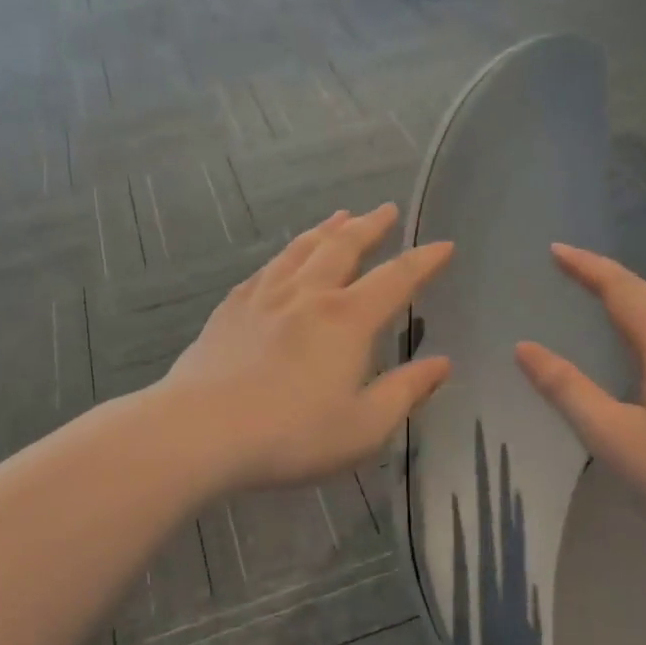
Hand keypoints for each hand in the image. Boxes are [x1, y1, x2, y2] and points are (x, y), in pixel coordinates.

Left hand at [161, 206, 453, 490]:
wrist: (201, 431)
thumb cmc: (292, 435)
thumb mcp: (364, 427)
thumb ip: (405, 392)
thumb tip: (442, 364)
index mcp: (346, 319)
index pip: (396, 279)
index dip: (424, 261)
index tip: (444, 245)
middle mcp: (307, 295)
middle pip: (344, 247)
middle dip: (370, 226)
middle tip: (385, 209)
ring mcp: (264, 297)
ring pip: (301, 249)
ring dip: (326, 230)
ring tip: (339, 216)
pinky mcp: (230, 308)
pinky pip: (265, 269)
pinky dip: (284, 255)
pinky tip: (282, 258)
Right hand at [515, 245, 645, 545]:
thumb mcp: (612, 435)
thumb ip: (567, 390)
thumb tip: (525, 348)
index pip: (622, 290)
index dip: (587, 268)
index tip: (555, 251)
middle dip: (607, 278)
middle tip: (570, 270)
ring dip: (630, 301)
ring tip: (599, 302)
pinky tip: (641, 354)